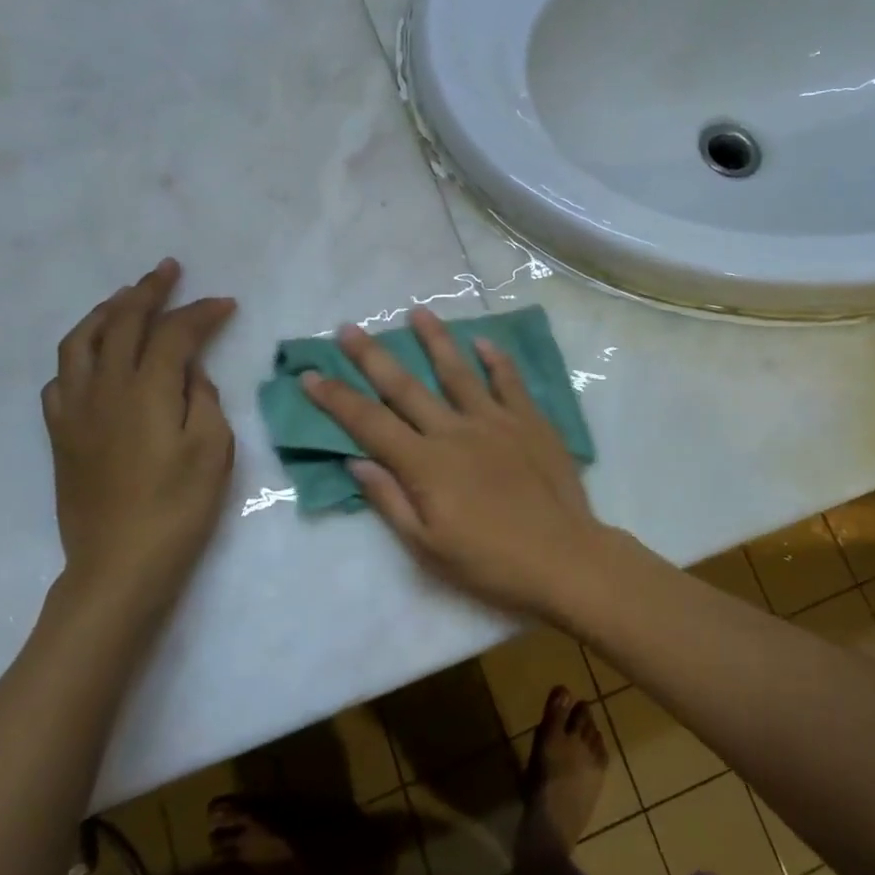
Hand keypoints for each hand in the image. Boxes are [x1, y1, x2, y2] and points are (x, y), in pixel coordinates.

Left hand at [41, 259, 236, 616]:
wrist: (120, 564)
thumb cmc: (179, 508)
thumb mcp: (213, 450)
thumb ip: (203, 398)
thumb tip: (189, 372)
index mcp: (147, 390)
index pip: (174, 333)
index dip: (201, 313)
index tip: (225, 304)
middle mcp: (105, 388)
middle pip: (122, 322)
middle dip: (148, 291)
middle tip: (169, 270)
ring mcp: (75, 410)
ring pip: (81, 341)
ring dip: (106, 311)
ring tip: (126, 297)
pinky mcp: (60, 434)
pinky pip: (61, 378)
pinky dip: (79, 354)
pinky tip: (94, 357)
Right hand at [300, 308, 604, 615]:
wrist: (563, 558)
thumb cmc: (490, 562)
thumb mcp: (427, 547)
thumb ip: (390, 500)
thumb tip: (355, 461)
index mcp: (425, 464)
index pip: (369, 423)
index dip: (337, 399)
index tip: (311, 375)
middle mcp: (454, 431)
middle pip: (405, 387)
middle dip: (372, 357)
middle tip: (349, 328)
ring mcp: (495, 420)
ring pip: (457, 371)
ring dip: (435, 340)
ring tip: (417, 312)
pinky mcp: (530, 421)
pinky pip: (509, 381)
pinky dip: (496, 359)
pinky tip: (484, 341)